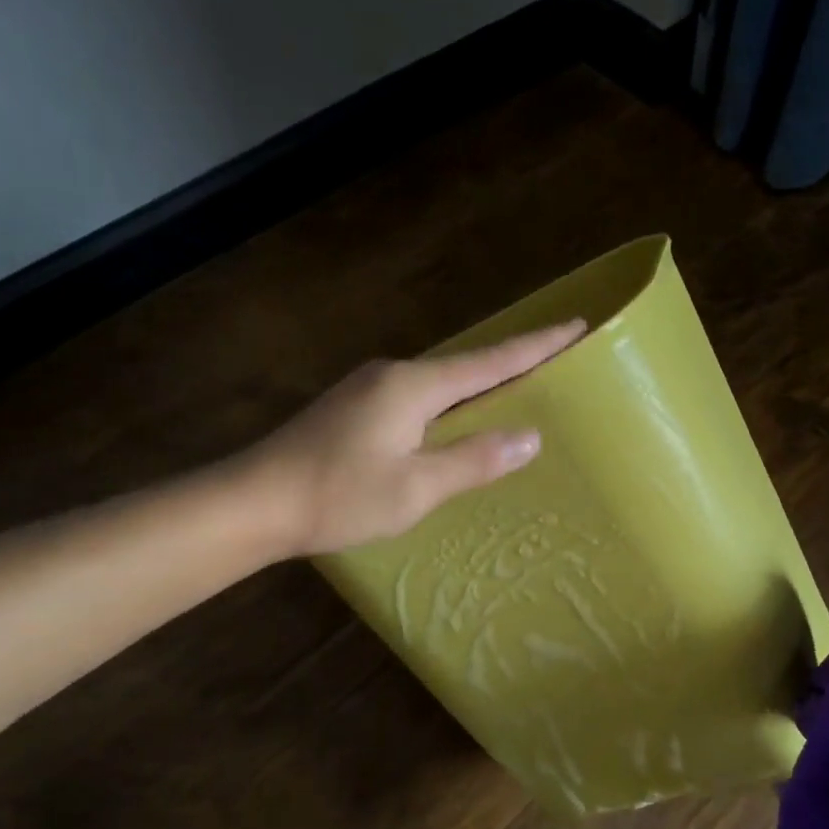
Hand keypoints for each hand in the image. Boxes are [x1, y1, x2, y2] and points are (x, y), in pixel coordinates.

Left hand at [245, 320, 584, 554]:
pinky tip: (452, 423)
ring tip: (513, 394)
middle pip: (466, 366)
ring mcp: (367, 389)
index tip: (577, 326)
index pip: (491, 361)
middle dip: (511, 363)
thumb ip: (474, 460)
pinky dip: (448, 404)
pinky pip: (417, 397)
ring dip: (478, 386)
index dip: (536, 346)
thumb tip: (530, 437)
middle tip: (554, 362)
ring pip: (439, 383)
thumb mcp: (416, 488)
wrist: (251, 502)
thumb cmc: (338, 497)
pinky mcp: (352, 408)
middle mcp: (392, 375)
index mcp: (413, 386)